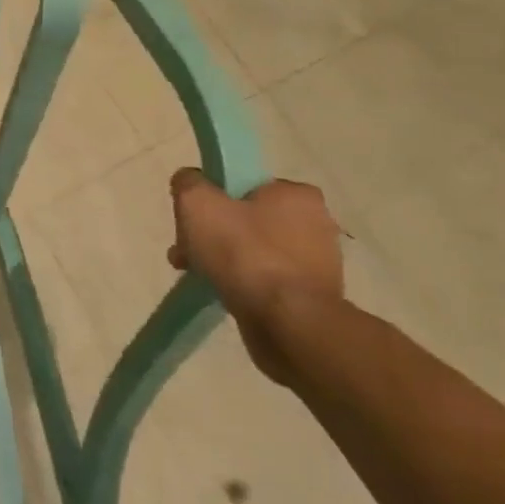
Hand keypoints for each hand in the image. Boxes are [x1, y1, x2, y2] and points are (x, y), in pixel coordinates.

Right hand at [168, 169, 343, 383]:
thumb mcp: (198, 204)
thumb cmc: (244, 254)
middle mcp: (316, 223)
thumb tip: (189, 181)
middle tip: (186, 252)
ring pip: (253, 251)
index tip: (192, 220)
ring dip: (222, 260)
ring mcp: (317, 263)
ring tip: (197, 275)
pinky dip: (242, 283)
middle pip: (245, 220)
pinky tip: (221, 292)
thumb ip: (188, 183)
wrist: (287, 322)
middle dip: (211, 235)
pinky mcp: (312, 295)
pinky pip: (265, 279)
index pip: (244, 186)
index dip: (212, 200)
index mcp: (297, 195)